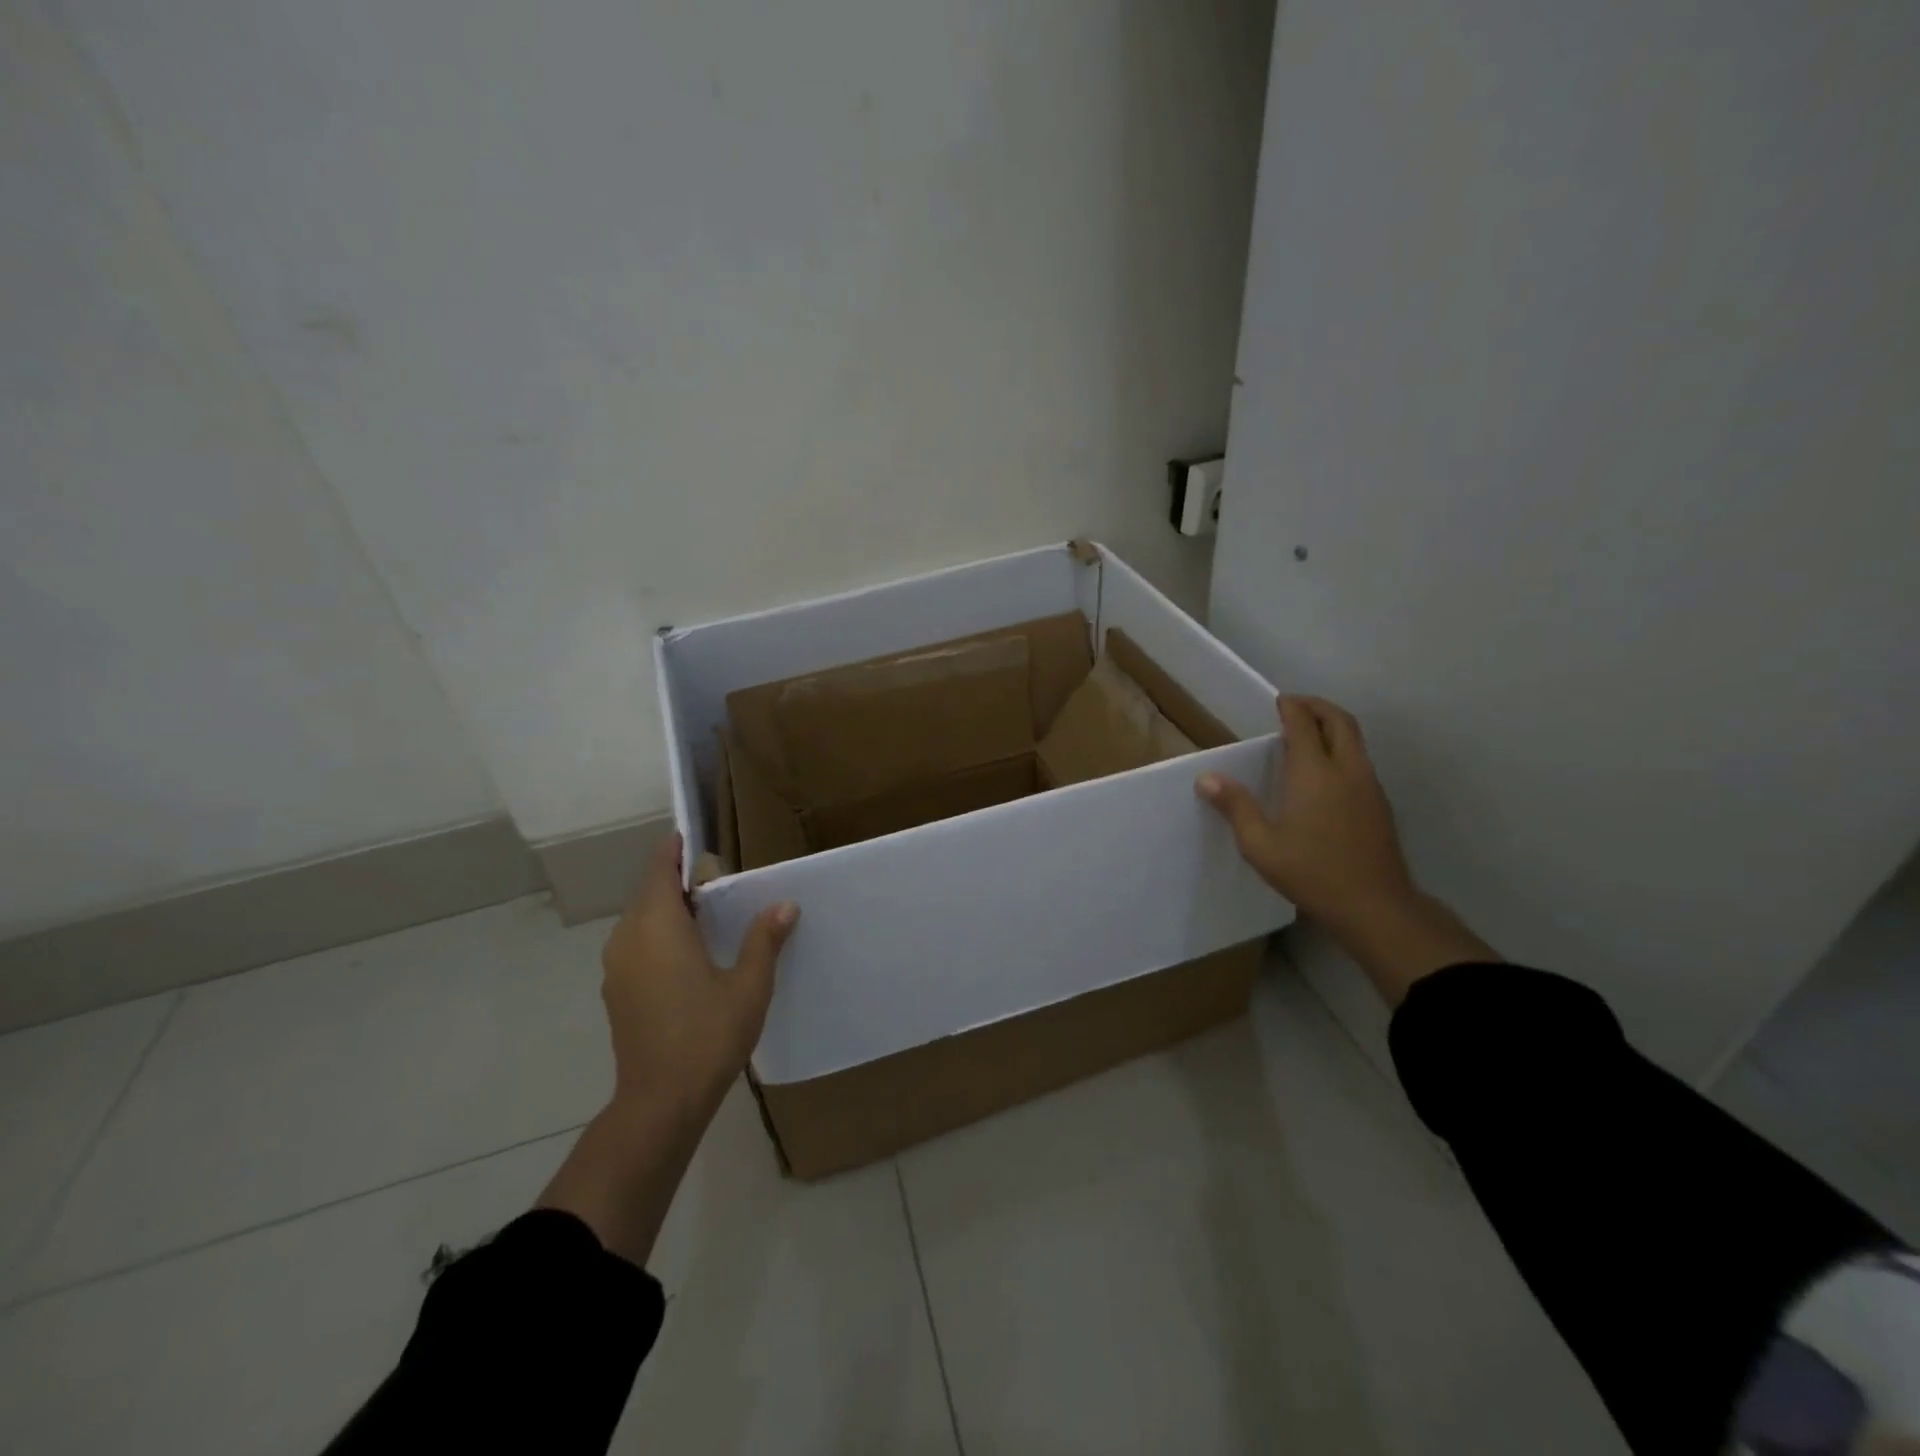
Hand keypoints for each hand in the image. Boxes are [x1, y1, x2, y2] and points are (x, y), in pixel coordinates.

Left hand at [598, 832, 798, 1126]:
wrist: (659, 1102)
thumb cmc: (707, 1035)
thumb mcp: (748, 985)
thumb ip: (763, 940)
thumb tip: (784, 905)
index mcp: (658, 927)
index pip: (659, 871)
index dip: (672, 850)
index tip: (690, 836)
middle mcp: (629, 939)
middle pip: (648, 893)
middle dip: (675, 880)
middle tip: (715, 878)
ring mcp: (617, 967)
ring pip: (640, 920)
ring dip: (666, 908)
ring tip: (705, 912)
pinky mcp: (617, 991)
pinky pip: (636, 944)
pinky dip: (657, 933)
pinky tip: (687, 952)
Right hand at [1197, 696, 1414, 930]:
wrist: (1375, 906)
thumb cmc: (1312, 872)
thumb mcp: (1260, 845)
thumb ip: (1236, 807)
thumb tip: (1206, 778)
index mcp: (1314, 773)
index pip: (1303, 724)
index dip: (1291, 708)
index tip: (1280, 701)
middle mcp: (1346, 770)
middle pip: (1339, 721)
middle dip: (1318, 707)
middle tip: (1296, 707)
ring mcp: (1369, 787)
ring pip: (1355, 741)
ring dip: (1333, 727)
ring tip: (1308, 736)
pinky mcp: (1379, 805)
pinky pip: (1360, 761)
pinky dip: (1342, 750)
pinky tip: (1326, 773)